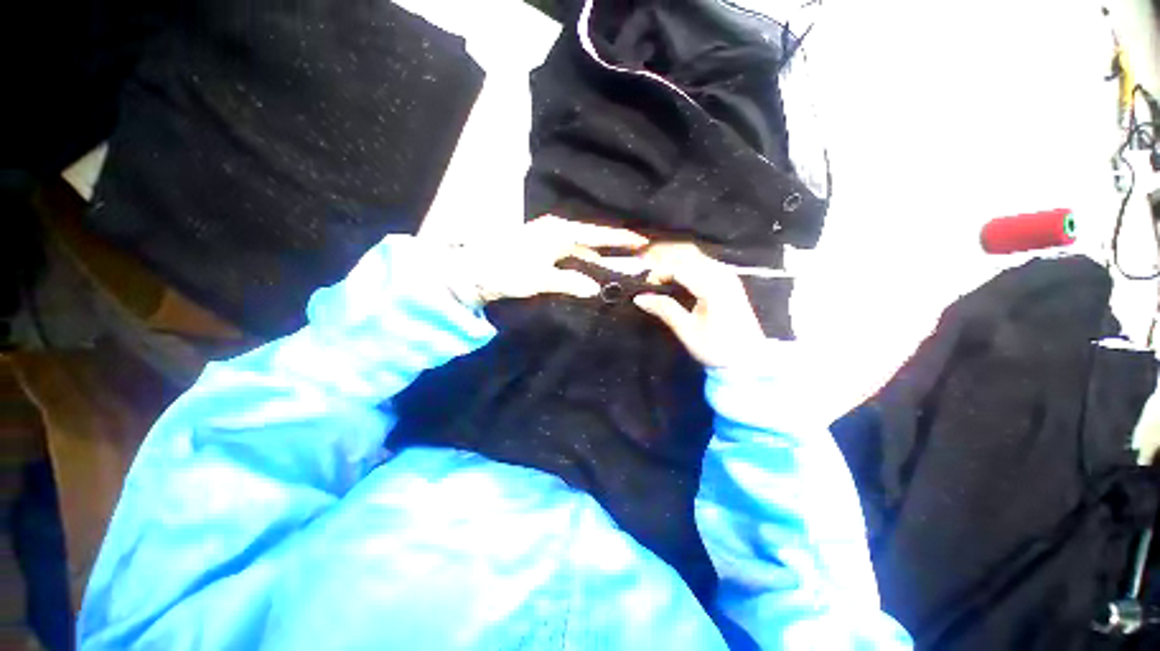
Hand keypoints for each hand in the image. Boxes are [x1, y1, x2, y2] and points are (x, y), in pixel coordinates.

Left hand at [444, 215, 647, 305]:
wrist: (475, 270)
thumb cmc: (507, 270)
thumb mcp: (540, 278)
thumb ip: (570, 282)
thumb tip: (595, 289)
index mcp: (559, 232)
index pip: (597, 234)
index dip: (621, 239)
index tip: (642, 242)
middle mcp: (557, 232)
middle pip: (592, 243)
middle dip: (612, 253)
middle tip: (635, 263)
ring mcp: (549, 241)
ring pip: (581, 252)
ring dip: (597, 262)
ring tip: (617, 273)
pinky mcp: (543, 252)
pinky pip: (570, 258)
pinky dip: (582, 267)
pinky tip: (589, 277)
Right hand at [634, 244, 765, 368]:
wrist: (747, 359)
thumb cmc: (717, 348)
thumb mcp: (687, 331)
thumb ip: (664, 309)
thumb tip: (639, 298)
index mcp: (713, 286)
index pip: (678, 267)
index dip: (657, 272)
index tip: (644, 285)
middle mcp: (721, 273)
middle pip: (686, 253)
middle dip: (661, 255)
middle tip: (641, 264)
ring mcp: (726, 274)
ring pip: (693, 255)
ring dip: (671, 257)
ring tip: (652, 267)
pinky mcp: (726, 279)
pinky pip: (700, 261)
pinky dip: (682, 263)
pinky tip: (670, 272)